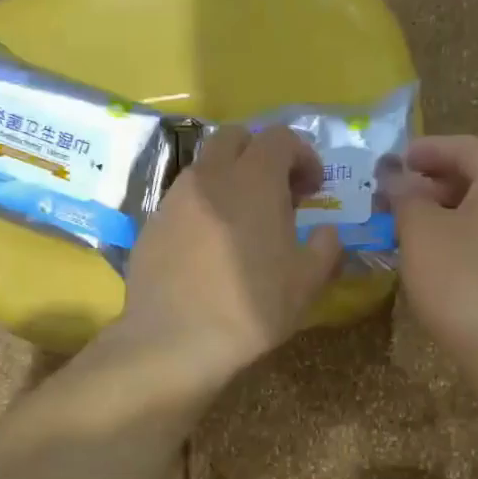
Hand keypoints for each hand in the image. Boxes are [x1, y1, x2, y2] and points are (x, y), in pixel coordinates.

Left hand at [117, 125, 341, 387]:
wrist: (173, 341)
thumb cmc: (249, 309)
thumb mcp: (305, 284)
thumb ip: (325, 248)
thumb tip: (327, 233)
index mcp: (253, 180)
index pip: (280, 137)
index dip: (303, 155)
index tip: (313, 188)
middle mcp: (209, 176)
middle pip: (235, 138)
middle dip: (260, 154)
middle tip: (276, 193)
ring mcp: (173, 199)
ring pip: (204, 168)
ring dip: (228, 180)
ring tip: (241, 222)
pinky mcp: (150, 224)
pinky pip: (182, 200)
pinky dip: (202, 208)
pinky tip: (208, 248)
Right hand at [388, 135, 477, 404]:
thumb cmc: (465, 283)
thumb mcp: (422, 234)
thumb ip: (406, 197)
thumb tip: (396, 175)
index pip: (466, 147)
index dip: (427, 149)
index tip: (395, 162)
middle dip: (436, 182)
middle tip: (398, 197)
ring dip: (449, 212)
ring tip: (413, 229)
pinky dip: (465, 238)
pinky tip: (440, 262)